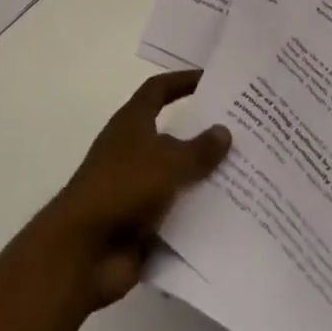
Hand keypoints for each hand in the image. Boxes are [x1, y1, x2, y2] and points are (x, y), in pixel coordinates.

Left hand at [35, 70, 230, 309]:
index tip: (212, 79)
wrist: (83, 251)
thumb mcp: (166, 163)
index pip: (158, 90)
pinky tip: (232, 220)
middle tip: (243, 134)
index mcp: (132, 123)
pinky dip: (198, 217)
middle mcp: (133, 150)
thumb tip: (224, 130)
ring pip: (178, 178)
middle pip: (173, 134)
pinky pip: (177, 215)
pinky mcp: (142, 225)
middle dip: (203, 135)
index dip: (182, 80)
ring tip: (248, 178)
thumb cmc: (122, 188)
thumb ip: (198, 149)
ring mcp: (137, 189)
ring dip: (205, 179)